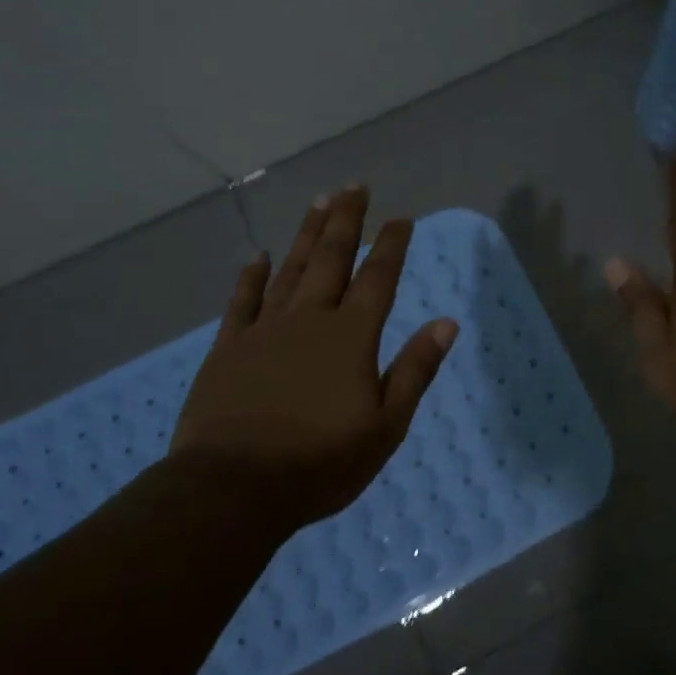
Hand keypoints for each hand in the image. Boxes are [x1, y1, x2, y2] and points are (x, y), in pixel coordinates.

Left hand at [170, 187, 458, 531]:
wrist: (235, 488)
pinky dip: (251, 277)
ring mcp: (264, 330)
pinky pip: (242, 301)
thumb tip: (447, 323)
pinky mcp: (228, 348)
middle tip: (354, 187)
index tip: (401, 217)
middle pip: (331, 258)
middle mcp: (309, 319)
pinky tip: (257, 256)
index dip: (391, 245)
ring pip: (289, 270)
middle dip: (345, 221)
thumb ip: (415, 369)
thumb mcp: (386, 425)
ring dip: (305, 235)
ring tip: (318, 202)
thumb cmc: (321, 462)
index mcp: (350, 337)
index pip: (378, 278)